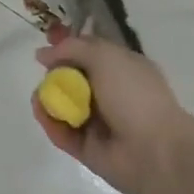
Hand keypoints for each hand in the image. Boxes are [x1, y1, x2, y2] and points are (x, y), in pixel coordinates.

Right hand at [29, 34, 193, 193]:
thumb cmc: (134, 94)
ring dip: (49, 99)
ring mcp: (100, 122)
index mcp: (123, 67)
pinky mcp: (89, 148)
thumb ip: (73, 48)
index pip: (91, 52)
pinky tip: (41, 112)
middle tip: (44, 73)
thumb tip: (43, 53)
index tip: (47, 44)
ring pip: (66, 106)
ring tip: (39, 97)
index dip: (69, 47)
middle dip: (55, 74)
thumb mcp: (105, 57)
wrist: (155, 150)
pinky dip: (51, 122)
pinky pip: (64, 132)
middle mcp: (112, 93)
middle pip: (75, 78)